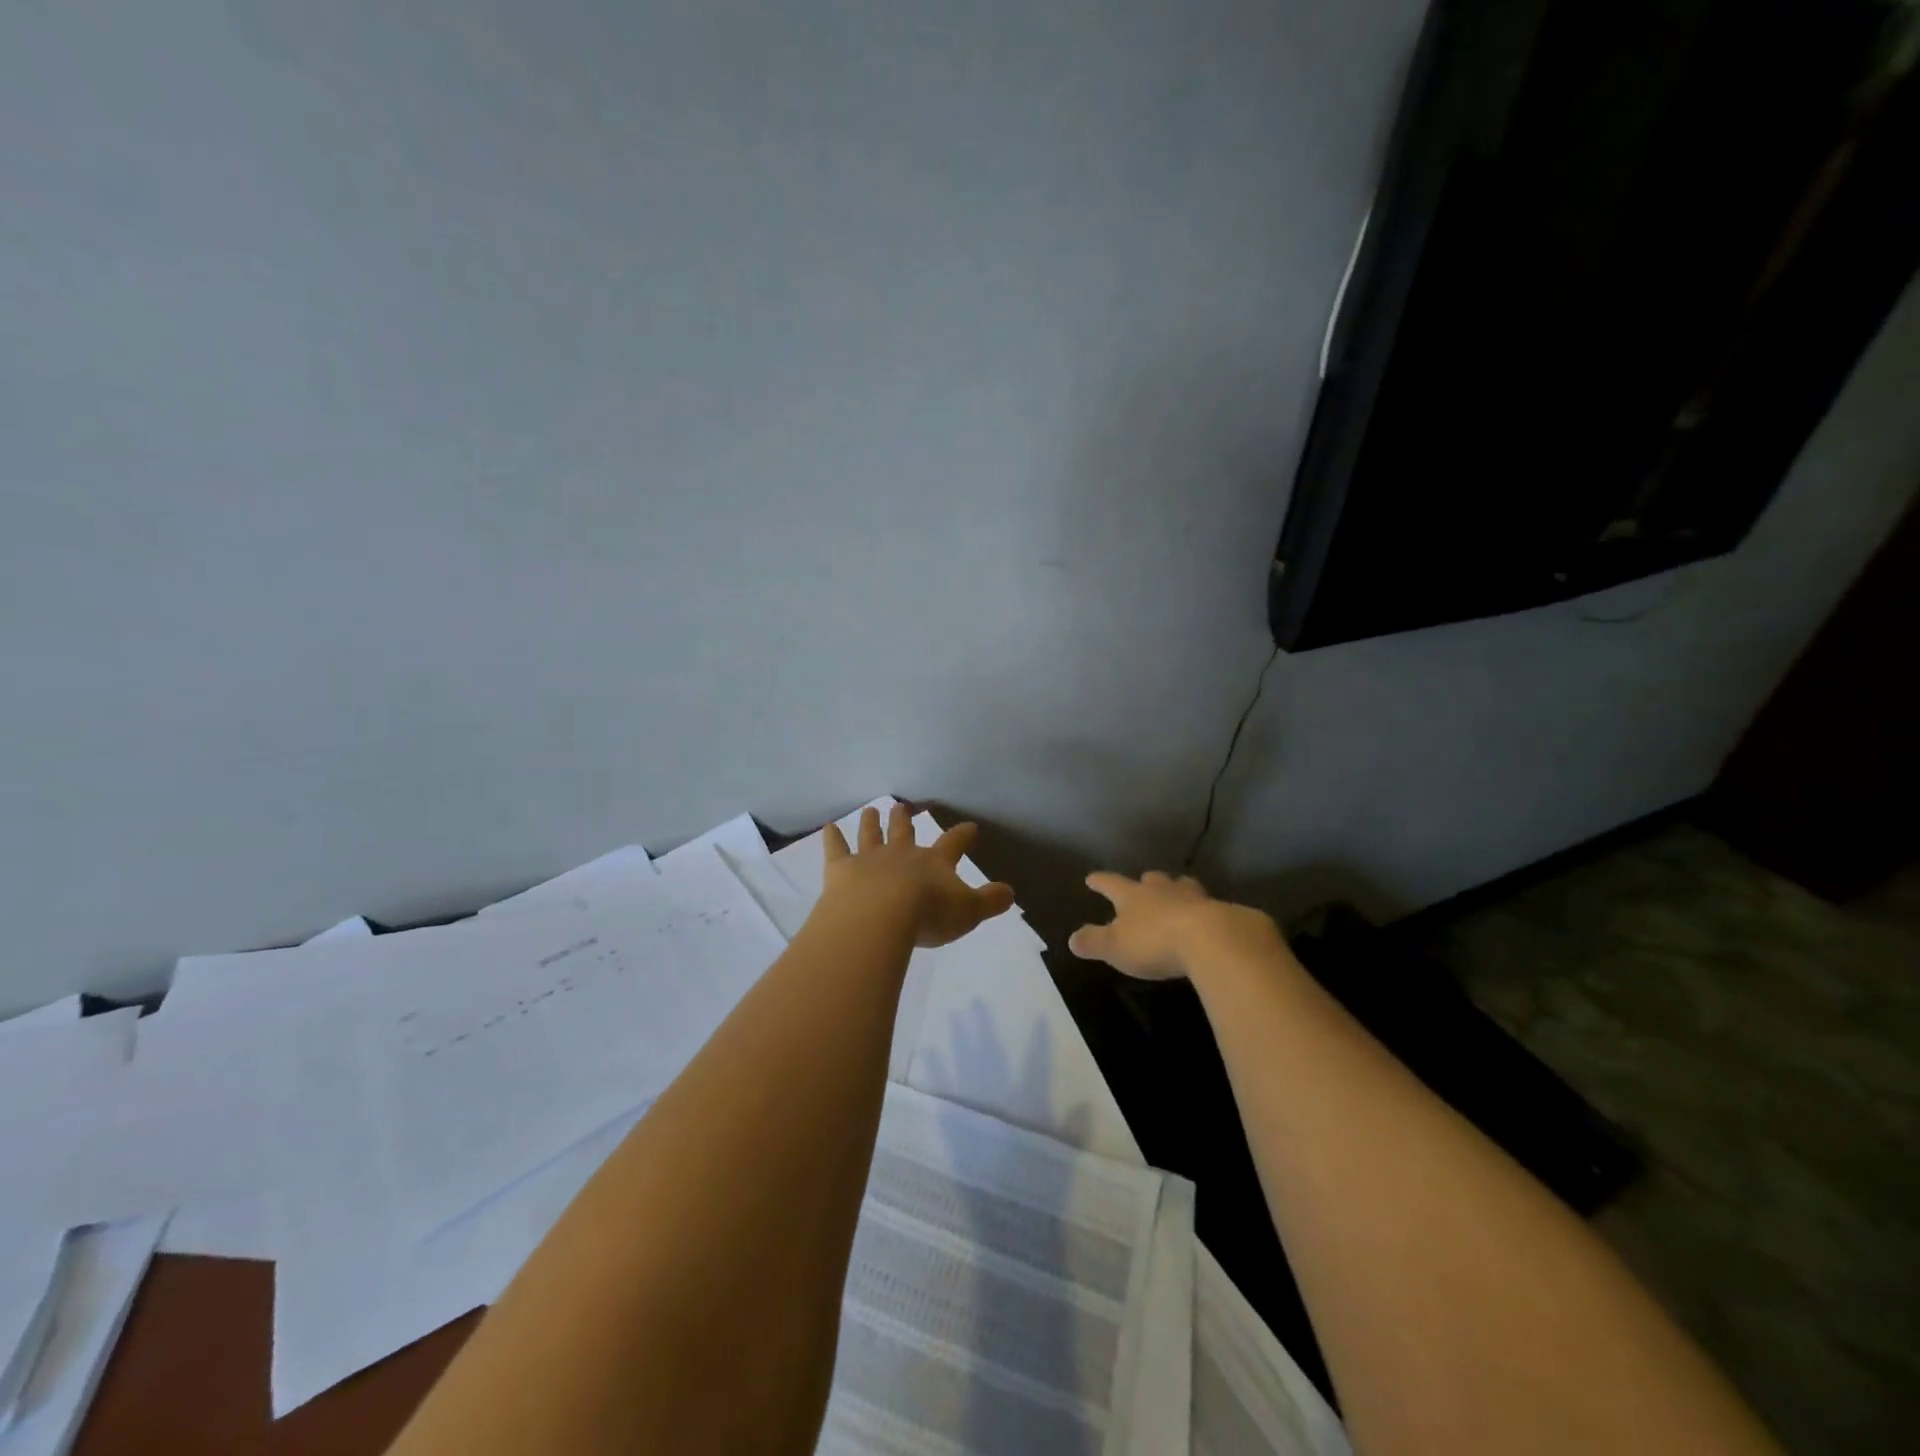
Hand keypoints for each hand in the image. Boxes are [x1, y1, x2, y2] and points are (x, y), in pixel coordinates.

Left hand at [821, 804, 1016, 948]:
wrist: (880, 917)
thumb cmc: (928, 915)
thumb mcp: (968, 912)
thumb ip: (990, 902)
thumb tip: (1010, 893)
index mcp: (934, 862)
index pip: (953, 843)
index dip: (962, 835)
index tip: (969, 827)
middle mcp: (902, 854)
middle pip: (904, 831)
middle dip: (905, 820)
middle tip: (902, 807)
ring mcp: (870, 859)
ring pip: (871, 835)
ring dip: (872, 823)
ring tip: (871, 810)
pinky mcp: (841, 870)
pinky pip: (836, 849)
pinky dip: (832, 838)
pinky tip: (828, 827)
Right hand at [1068, 871, 1285, 980]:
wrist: (1213, 941)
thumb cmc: (1155, 942)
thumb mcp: (1115, 947)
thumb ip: (1093, 942)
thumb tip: (1072, 939)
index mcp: (1134, 896)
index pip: (1111, 884)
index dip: (1100, 882)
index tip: (1092, 878)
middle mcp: (1163, 890)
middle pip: (1152, 880)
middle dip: (1146, 882)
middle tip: (1144, 883)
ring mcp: (1195, 898)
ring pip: (1183, 887)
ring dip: (1178, 890)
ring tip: (1179, 895)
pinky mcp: (1222, 913)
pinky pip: (1210, 907)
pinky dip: (1206, 911)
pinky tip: (1208, 921)